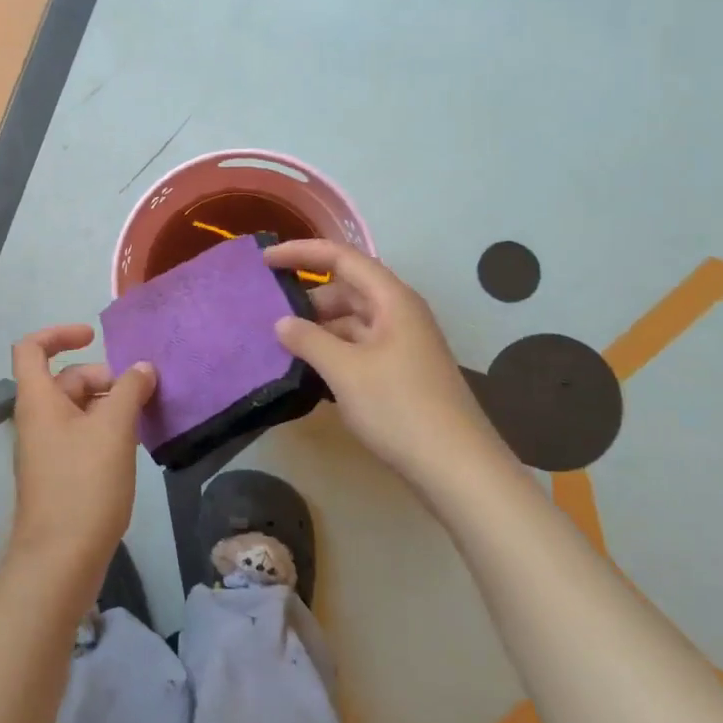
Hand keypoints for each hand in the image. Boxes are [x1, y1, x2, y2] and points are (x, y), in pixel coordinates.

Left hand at [8, 325, 156, 576]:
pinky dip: (104, 430)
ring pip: (76, 409)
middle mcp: (36, 420)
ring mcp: (46, 450)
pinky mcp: (58, 475)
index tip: (94, 338)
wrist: (60, 560)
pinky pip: (80, 436)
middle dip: (101, 376)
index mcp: (38, 401)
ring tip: (142, 417)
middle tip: (138, 392)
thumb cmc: (83, 485)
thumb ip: (129, 391)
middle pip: (64, 379)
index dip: (60, 333)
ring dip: (107, 404)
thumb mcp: (114, 430)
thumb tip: (143, 368)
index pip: (32, 348)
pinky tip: (131, 446)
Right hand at [265, 240, 494, 480]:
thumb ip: (309, 340)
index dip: (301, 253)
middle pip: (346, 289)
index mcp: (391, 300)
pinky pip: (358, 348)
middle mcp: (398, 314)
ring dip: (318, 329)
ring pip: (351, 322)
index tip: (264, 260)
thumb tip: (282, 323)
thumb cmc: (400, 409)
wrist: (457, 469)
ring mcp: (401, 345)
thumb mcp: (346, 371)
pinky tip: (308, 372)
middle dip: (307, 298)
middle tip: (268, 314)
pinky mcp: (400, 373)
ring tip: (281, 345)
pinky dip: (332, 352)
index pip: (341, 258)